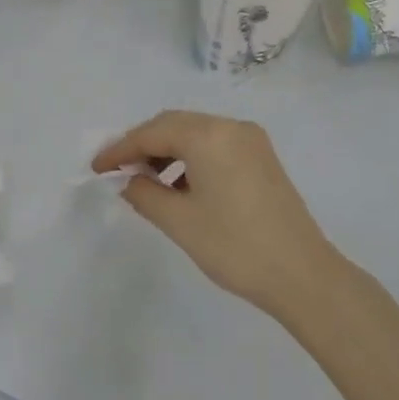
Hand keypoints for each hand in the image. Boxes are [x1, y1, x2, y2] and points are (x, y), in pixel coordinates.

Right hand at [92, 111, 346, 318]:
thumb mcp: (179, 221)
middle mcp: (231, 127)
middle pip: (174, 125)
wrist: (302, 274)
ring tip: (145, 181)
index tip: (96, 168)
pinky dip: (191, 159)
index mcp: (209, 136)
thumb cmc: (234, 246)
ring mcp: (251, 141)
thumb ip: (144, 193)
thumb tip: (129, 180)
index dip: (120, 148)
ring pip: (196, 134)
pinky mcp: (262, 158)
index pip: (152, 133)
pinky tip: (179, 186)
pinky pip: (216, 146)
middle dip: (142, 145)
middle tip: (116, 170)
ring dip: (166, 152)